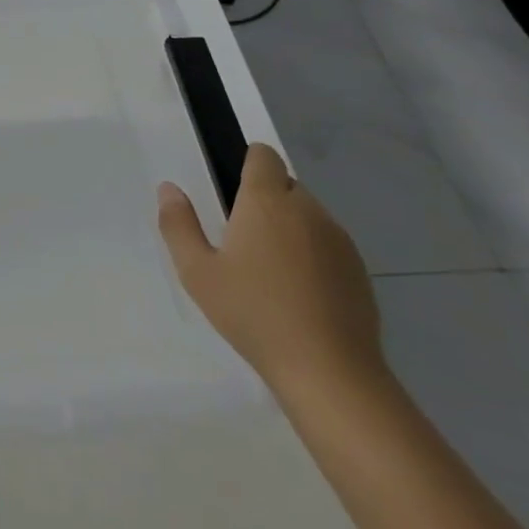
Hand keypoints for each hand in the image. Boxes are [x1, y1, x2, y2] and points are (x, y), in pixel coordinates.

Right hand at [157, 143, 384, 400]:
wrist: (330, 373)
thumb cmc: (255, 315)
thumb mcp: (198, 273)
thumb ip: (179, 225)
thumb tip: (168, 189)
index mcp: (267, 201)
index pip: (263, 155)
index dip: (247, 164)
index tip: (232, 193)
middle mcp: (307, 209)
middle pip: (285, 185)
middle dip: (266, 202)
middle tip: (243, 242)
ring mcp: (339, 240)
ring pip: (308, 216)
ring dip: (290, 229)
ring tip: (271, 274)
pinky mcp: (359, 271)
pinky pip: (329, 246)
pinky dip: (313, 257)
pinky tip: (300, 296)